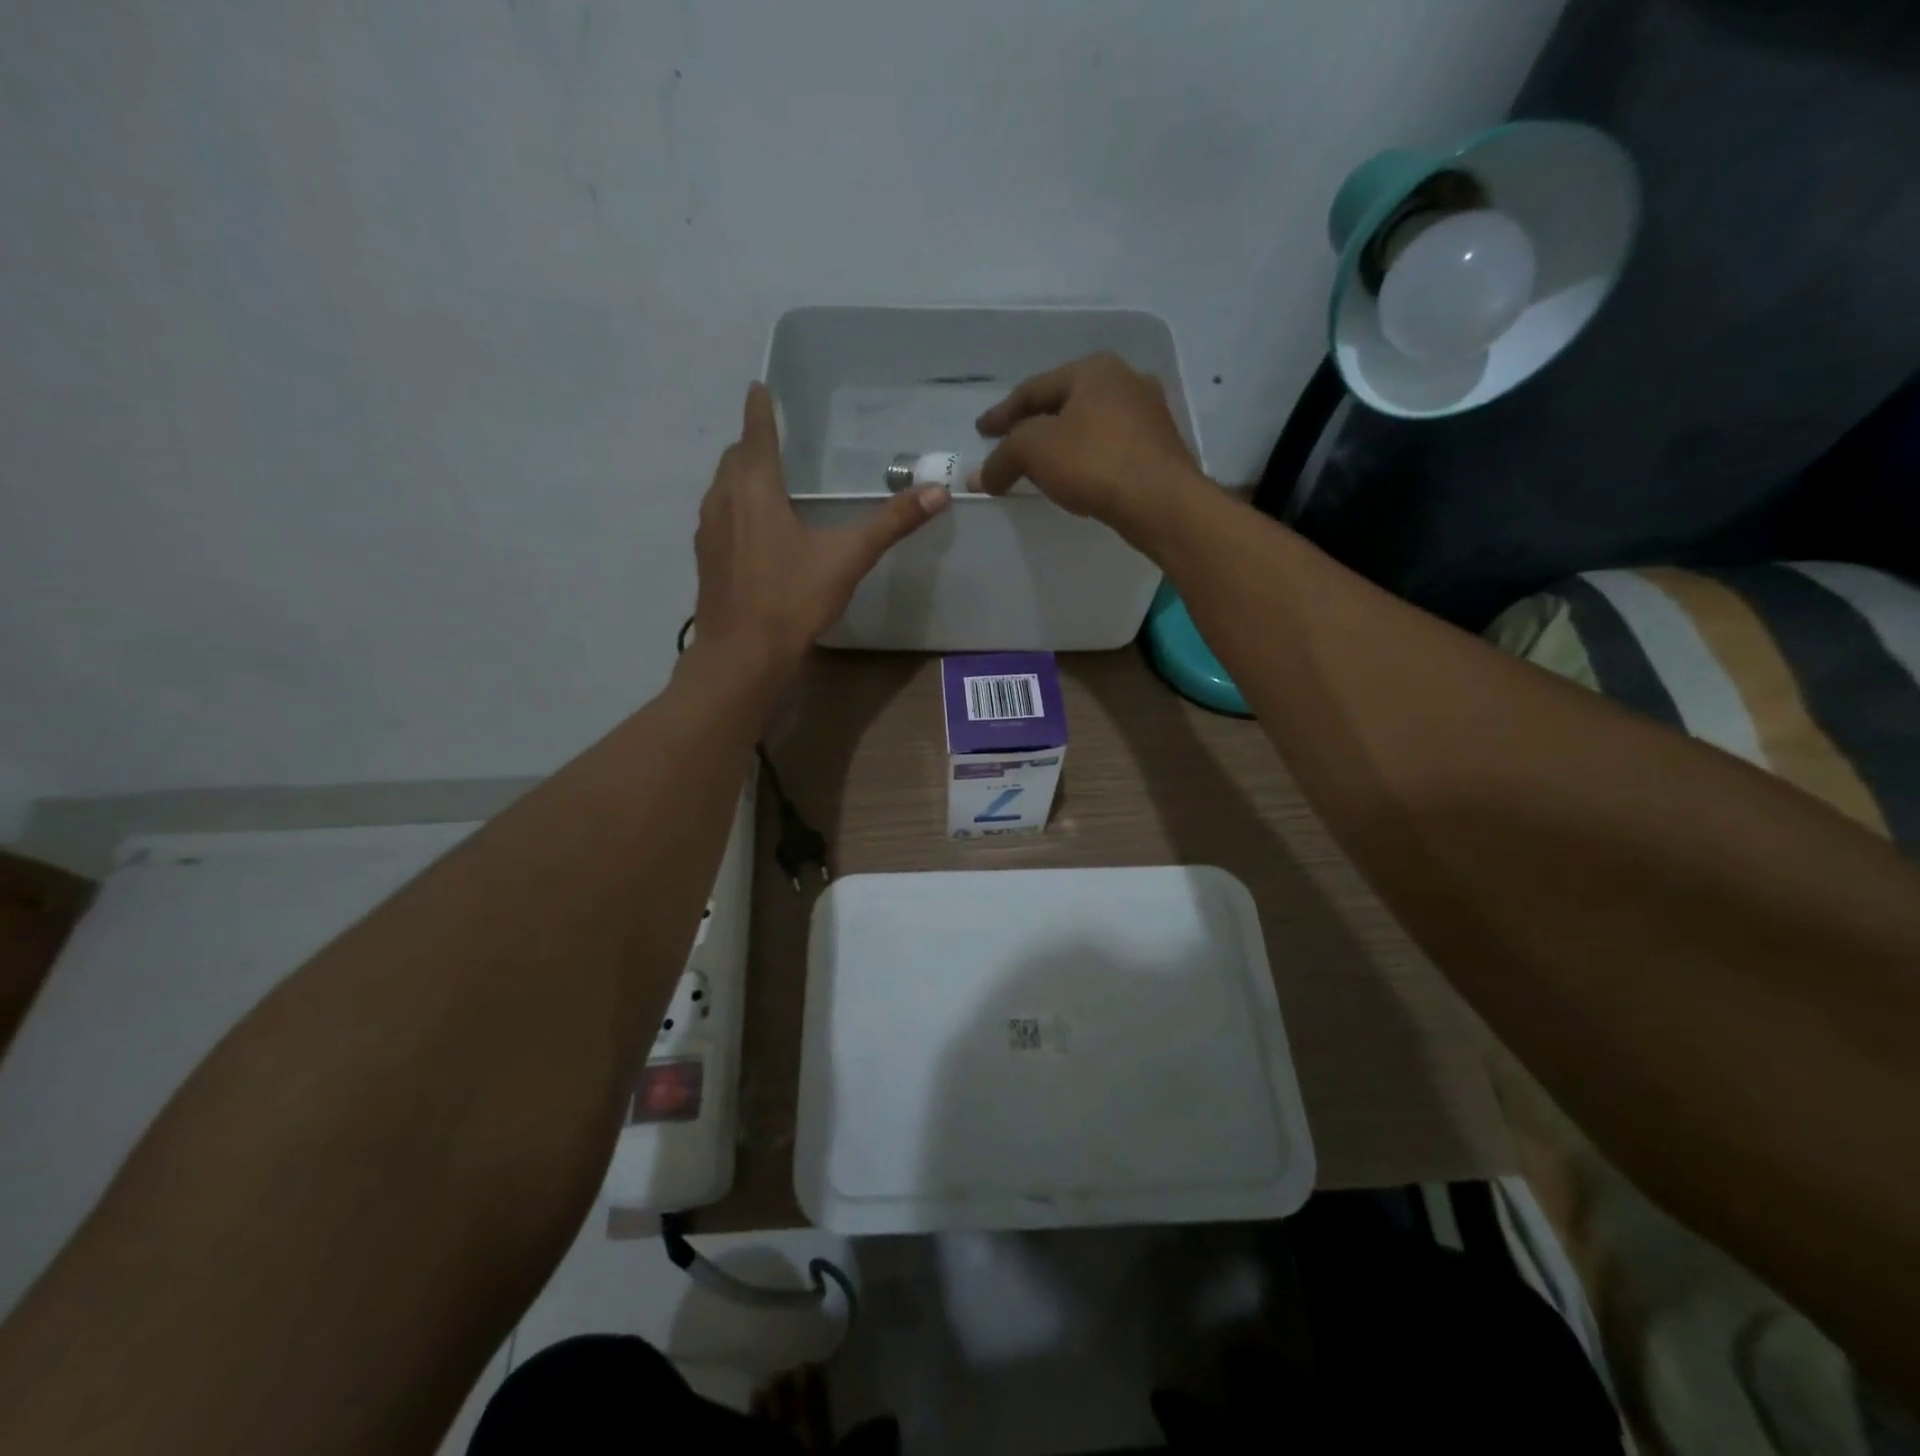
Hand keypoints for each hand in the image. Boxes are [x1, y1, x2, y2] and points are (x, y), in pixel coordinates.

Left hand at [692, 382, 947, 673]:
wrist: (743, 654)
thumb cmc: (793, 598)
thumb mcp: (848, 558)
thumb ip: (891, 523)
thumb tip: (938, 492)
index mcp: (755, 489)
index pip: (756, 434)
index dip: (760, 410)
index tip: (758, 388)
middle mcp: (724, 500)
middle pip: (735, 459)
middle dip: (752, 444)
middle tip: (772, 439)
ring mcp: (708, 531)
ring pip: (722, 488)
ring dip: (740, 476)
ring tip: (764, 480)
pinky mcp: (705, 559)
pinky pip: (719, 517)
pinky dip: (734, 507)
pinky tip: (753, 530)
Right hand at [971, 353, 1207, 535]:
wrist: (1161, 502)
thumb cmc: (1094, 462)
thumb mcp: (1034, 451)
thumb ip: (1002, 458)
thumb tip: (979, 476)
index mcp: (1094, 369)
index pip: (1034, 388)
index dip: (1002, 413)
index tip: (982, 432)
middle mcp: (1125, 381)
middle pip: (1064, 403)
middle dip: (1034, 425)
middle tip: (1009, 445)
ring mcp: (1147, 415)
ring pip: (1089, 426)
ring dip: (1061, 444)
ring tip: (1039, 465)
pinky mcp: (1158, 448)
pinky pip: (1108, 448)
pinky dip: (1085, 459)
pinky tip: (1075, 478)